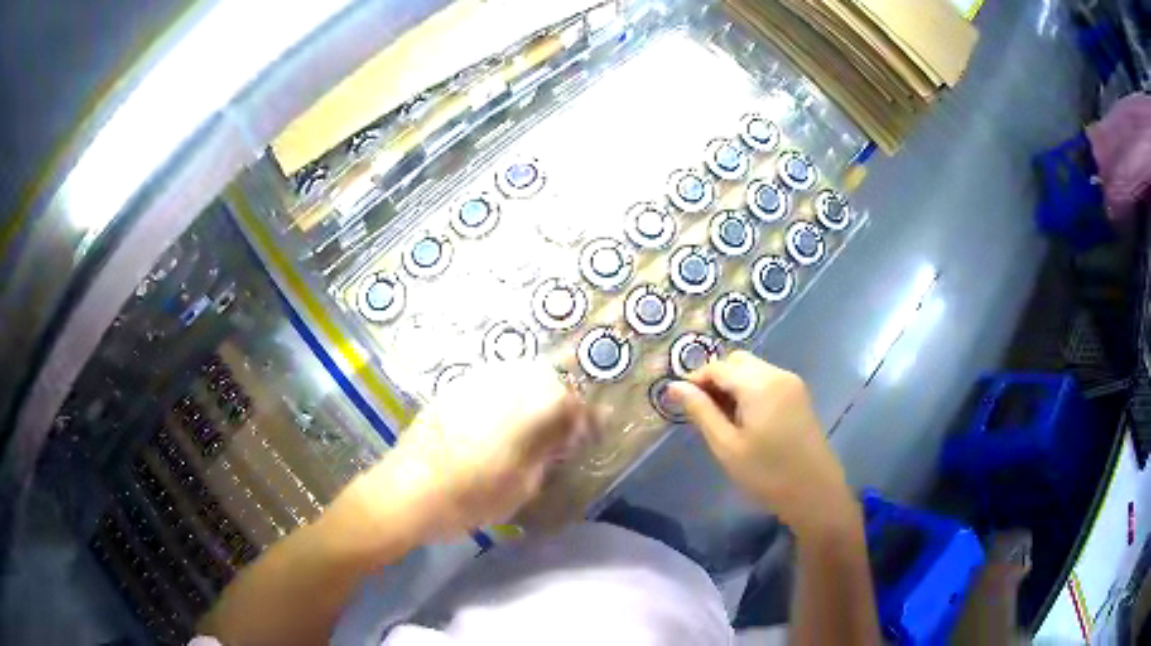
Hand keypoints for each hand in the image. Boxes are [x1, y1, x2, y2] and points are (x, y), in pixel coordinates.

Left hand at [340, 359, 585, 549]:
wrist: (408, 490)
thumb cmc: (473, 495)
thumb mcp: (525, 483)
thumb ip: (550, 451)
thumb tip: (567, 433)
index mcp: (532, 405)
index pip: (573, 403)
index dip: (584, 422)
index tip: (586, 440)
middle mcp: (508, 382)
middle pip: (548, 381)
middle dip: (559, 406)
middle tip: (559, 437)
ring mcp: (477, 381)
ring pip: (519, 378)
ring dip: (531, 400)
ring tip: (529, 430)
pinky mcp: (453, 389)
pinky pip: (492, 385)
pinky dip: (505, 401)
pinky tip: (497, 426)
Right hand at [667, 351, 857, 539]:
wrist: (815, 492)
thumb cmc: (767, 473)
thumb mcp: (726, 446)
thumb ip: (700, 411)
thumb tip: (675, 386)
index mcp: (758, 383)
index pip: (717, 367)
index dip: (694, 380)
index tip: (679, 403)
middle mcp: (777, 373)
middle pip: (737, 362)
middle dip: (715, 380)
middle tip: (702, 412)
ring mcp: (792, 383)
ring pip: (753, 369)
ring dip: (733, 385)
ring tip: (722, 419)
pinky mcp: (799, 396)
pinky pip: (767, 380)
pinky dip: (750, 390)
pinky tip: (745, 419)